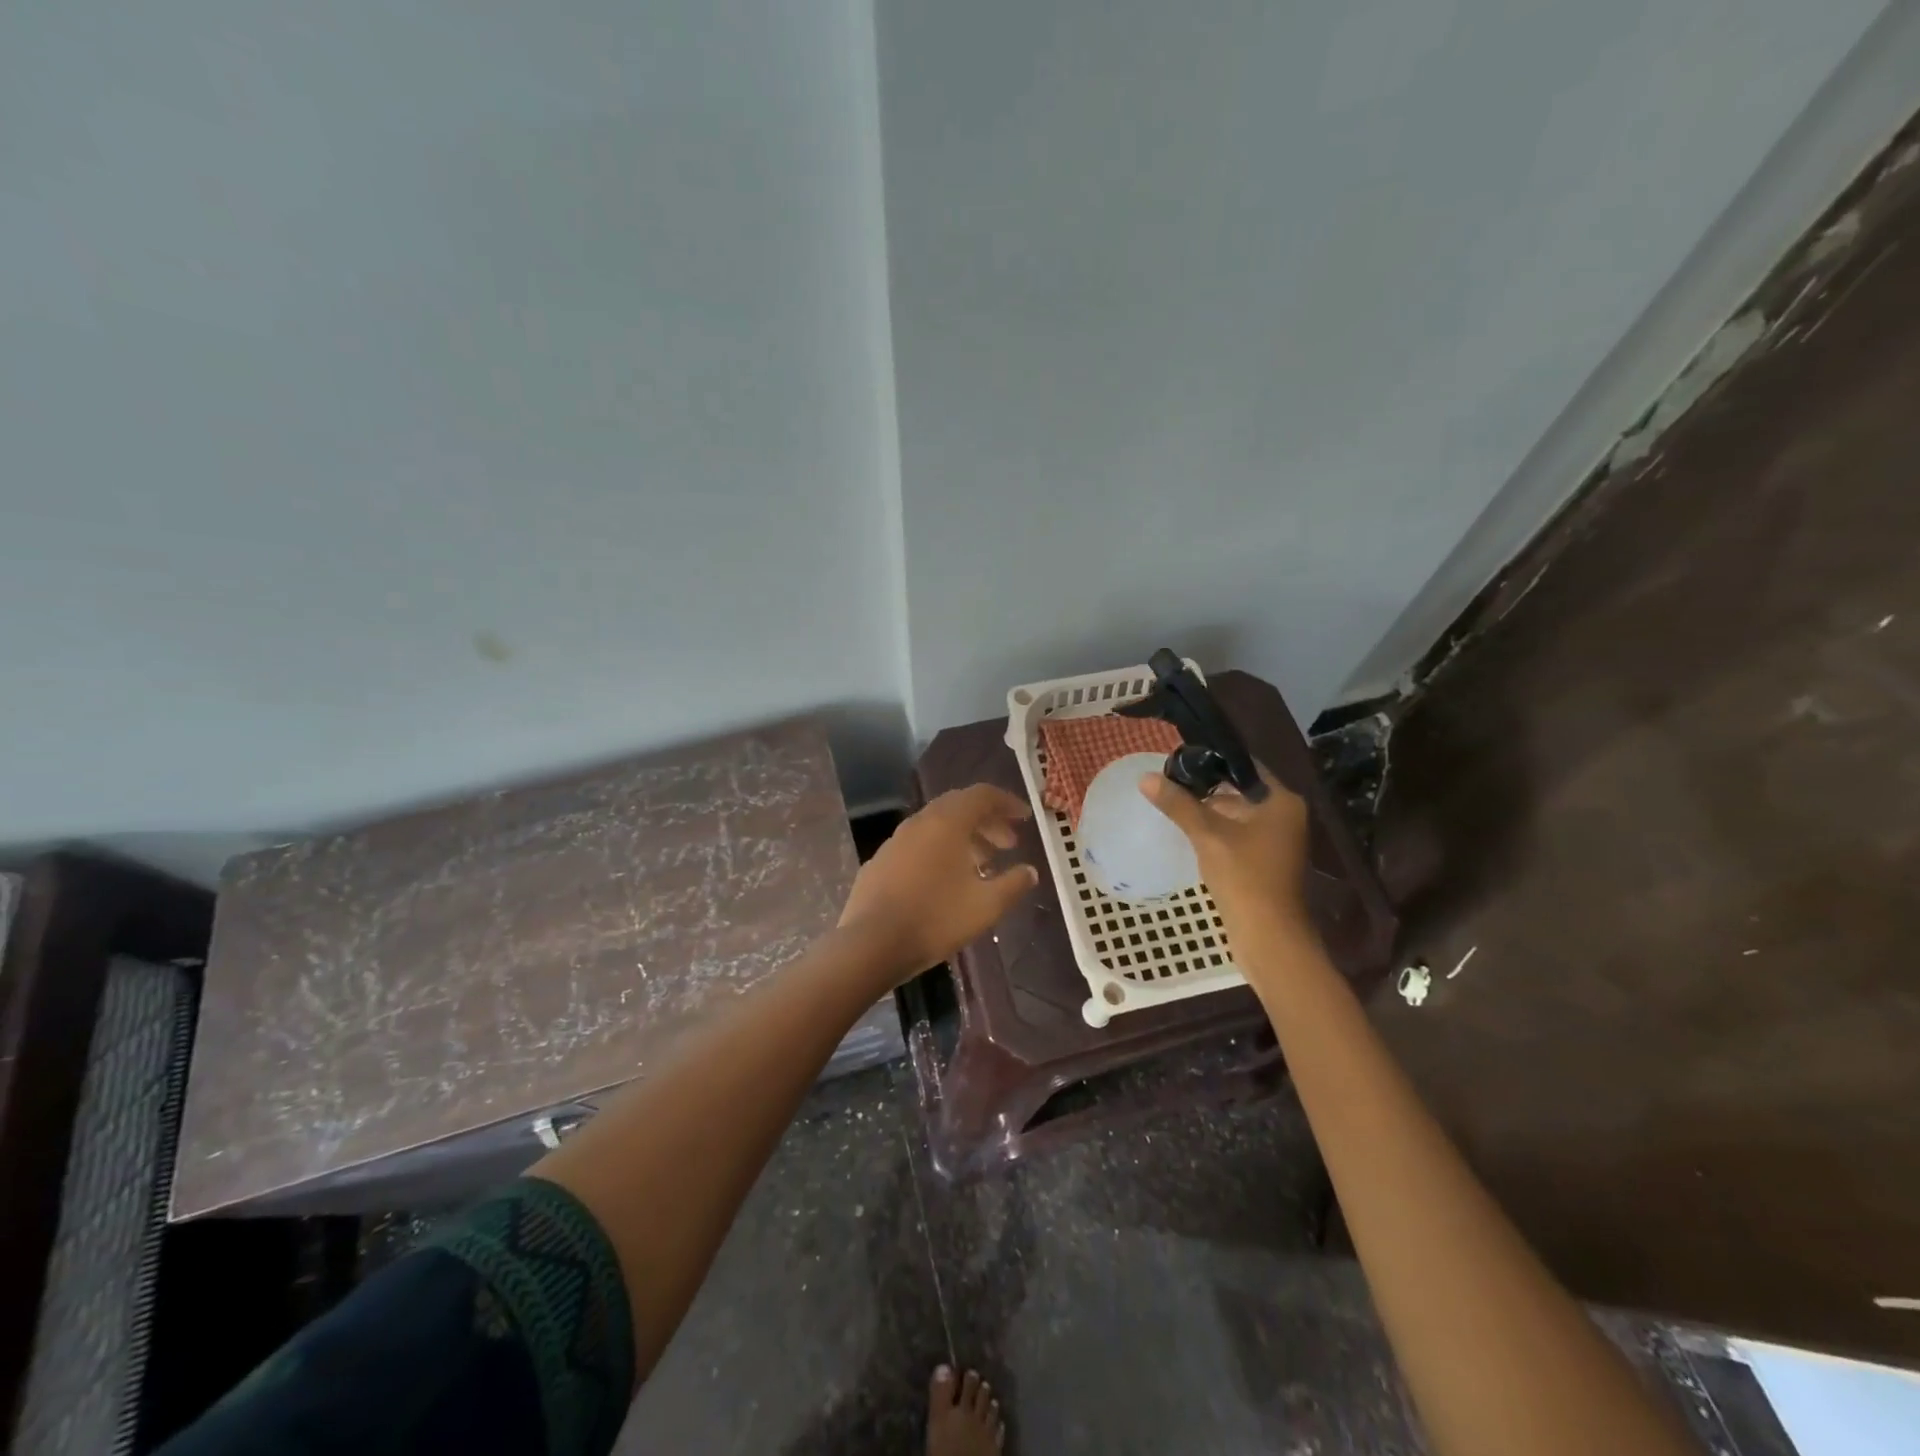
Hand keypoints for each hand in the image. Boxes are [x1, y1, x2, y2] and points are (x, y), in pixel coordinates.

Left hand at [839, 784, 1040, 982]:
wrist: (871, 944)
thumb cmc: (936, 919)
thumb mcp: (986, 905)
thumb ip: (1013, 884)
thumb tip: (1030, 871)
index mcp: (947, 822)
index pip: (982, 795)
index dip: (1007, 802)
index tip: (1025, 818)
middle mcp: (920, 822)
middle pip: (959, 807)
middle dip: (987, 821)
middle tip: (1008, 844)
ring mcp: (896, 841)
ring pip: (937, 826)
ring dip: (964, 838)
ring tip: (983, 865)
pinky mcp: (880, 862)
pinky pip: (918, 845)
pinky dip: (940, 851)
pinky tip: (946, 881)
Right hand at [1139, 768, 1314, 946]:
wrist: (1269, 937)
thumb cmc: (1244, 877)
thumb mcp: (1207, 835)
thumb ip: (1178, 804)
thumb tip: (1145, 778)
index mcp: (1281, 801)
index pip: (1244, 766)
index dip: (1211, 760)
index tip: (1178, 760)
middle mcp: (1284, 815)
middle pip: (1239, 790)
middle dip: (1205, 787)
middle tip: (1168, 781)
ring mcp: (1277, 840)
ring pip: (1236, 814)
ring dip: (1207, 811)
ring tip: (1171, 803)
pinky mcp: (1265, 861)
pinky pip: (1237, 835)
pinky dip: (1215, 831)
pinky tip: (1188, 832)